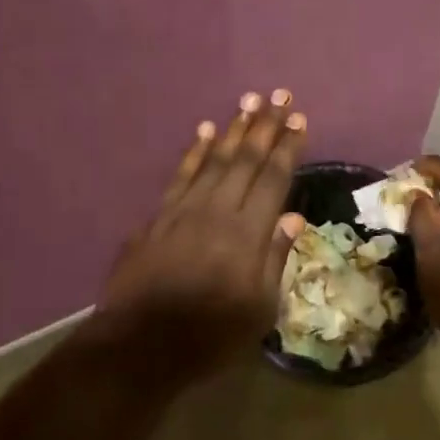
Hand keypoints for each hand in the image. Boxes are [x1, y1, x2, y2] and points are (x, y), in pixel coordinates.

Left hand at [100, 88, 306, 375]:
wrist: (140, 345)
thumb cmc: (210, 335)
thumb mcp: (259, 310)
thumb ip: (276, 259)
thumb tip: (294, 217)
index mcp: (248, 233)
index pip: (274, 178)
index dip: (288, 147)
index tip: (299, 119)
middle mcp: (218, 210)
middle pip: (246, 159)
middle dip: (265, 125)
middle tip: (279, 94)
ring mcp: (184, 210)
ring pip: (214, 159)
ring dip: (233, 128)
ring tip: (248, 100)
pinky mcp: (158, 217)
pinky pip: (181, 174)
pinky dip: (194, 151)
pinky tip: (204, 131)